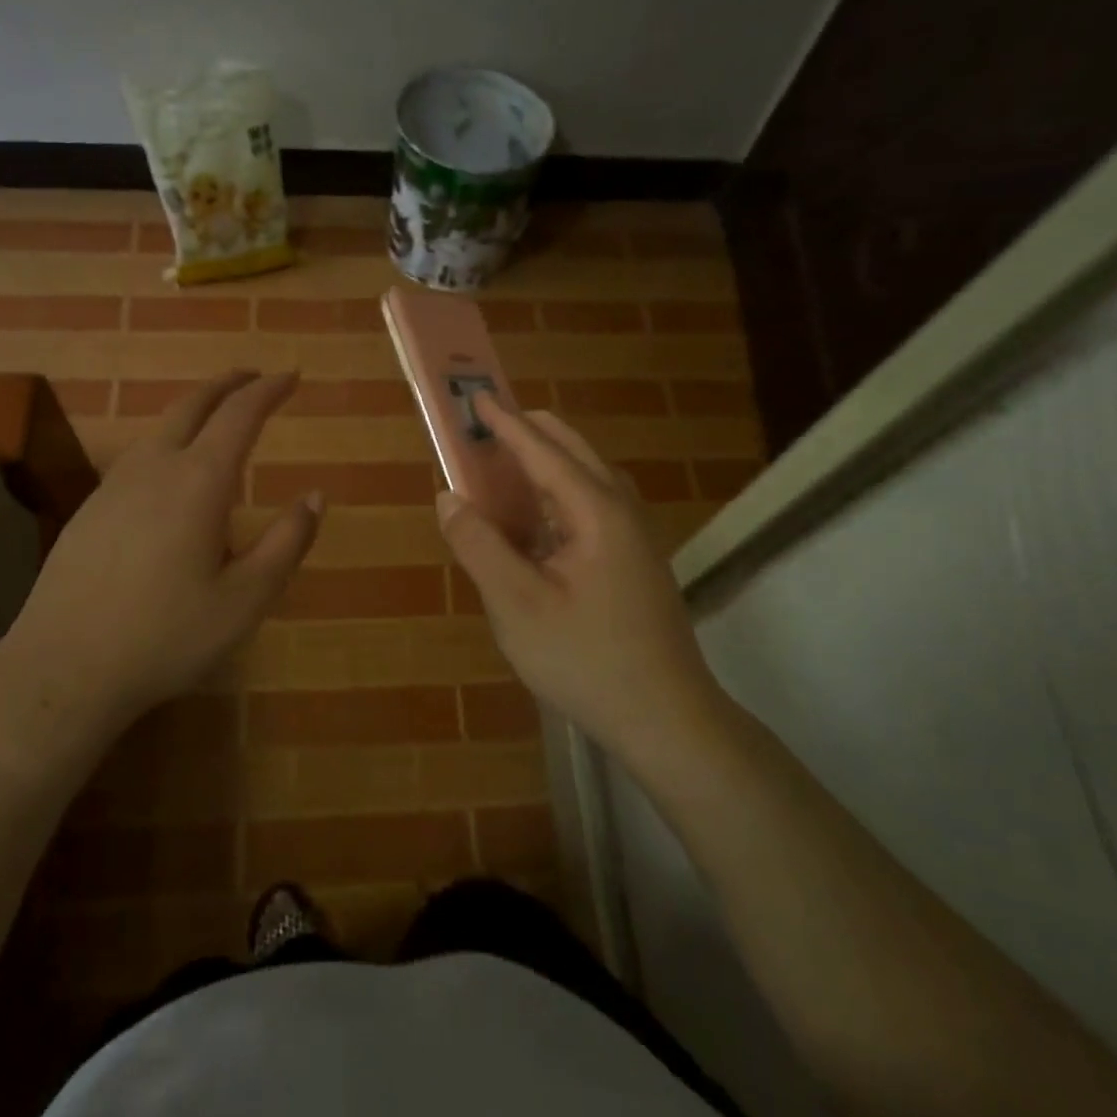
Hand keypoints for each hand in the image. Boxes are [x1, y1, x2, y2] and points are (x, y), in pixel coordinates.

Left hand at [0, 371, 320, 755]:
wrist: (63, 667)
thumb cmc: (167, 636)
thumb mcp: (246, 599)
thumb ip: (287, 543)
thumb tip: (316, 496)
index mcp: (199, 482)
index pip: (240, 415)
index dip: (269, 390)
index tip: (292, 375)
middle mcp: (154, 468)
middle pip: (193, 405)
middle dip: (229, 385)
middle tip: (256, 378)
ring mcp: (114, 486)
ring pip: (160, 427)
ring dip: (195, 409)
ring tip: (219, 416)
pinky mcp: (90, 510)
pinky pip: (138, 455)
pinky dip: (168, 440)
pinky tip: (171, 470)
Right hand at [437, 392, 718, 760]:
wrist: (666, 718)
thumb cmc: (585, 659)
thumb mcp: (516, 605)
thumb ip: (479, 545)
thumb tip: (449, 497)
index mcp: (595, 511)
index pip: (543, 451)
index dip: (506, 424)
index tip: (476, 398)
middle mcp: (622, 512)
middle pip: (574, 453)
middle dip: (530, 434)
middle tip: (488, 428)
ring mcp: (635, 538)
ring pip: (588, 480)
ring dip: (547, 465)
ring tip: (507, 468)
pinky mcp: (636, 563)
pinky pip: (593, 509)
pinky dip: (559, 497)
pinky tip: (537, 524)